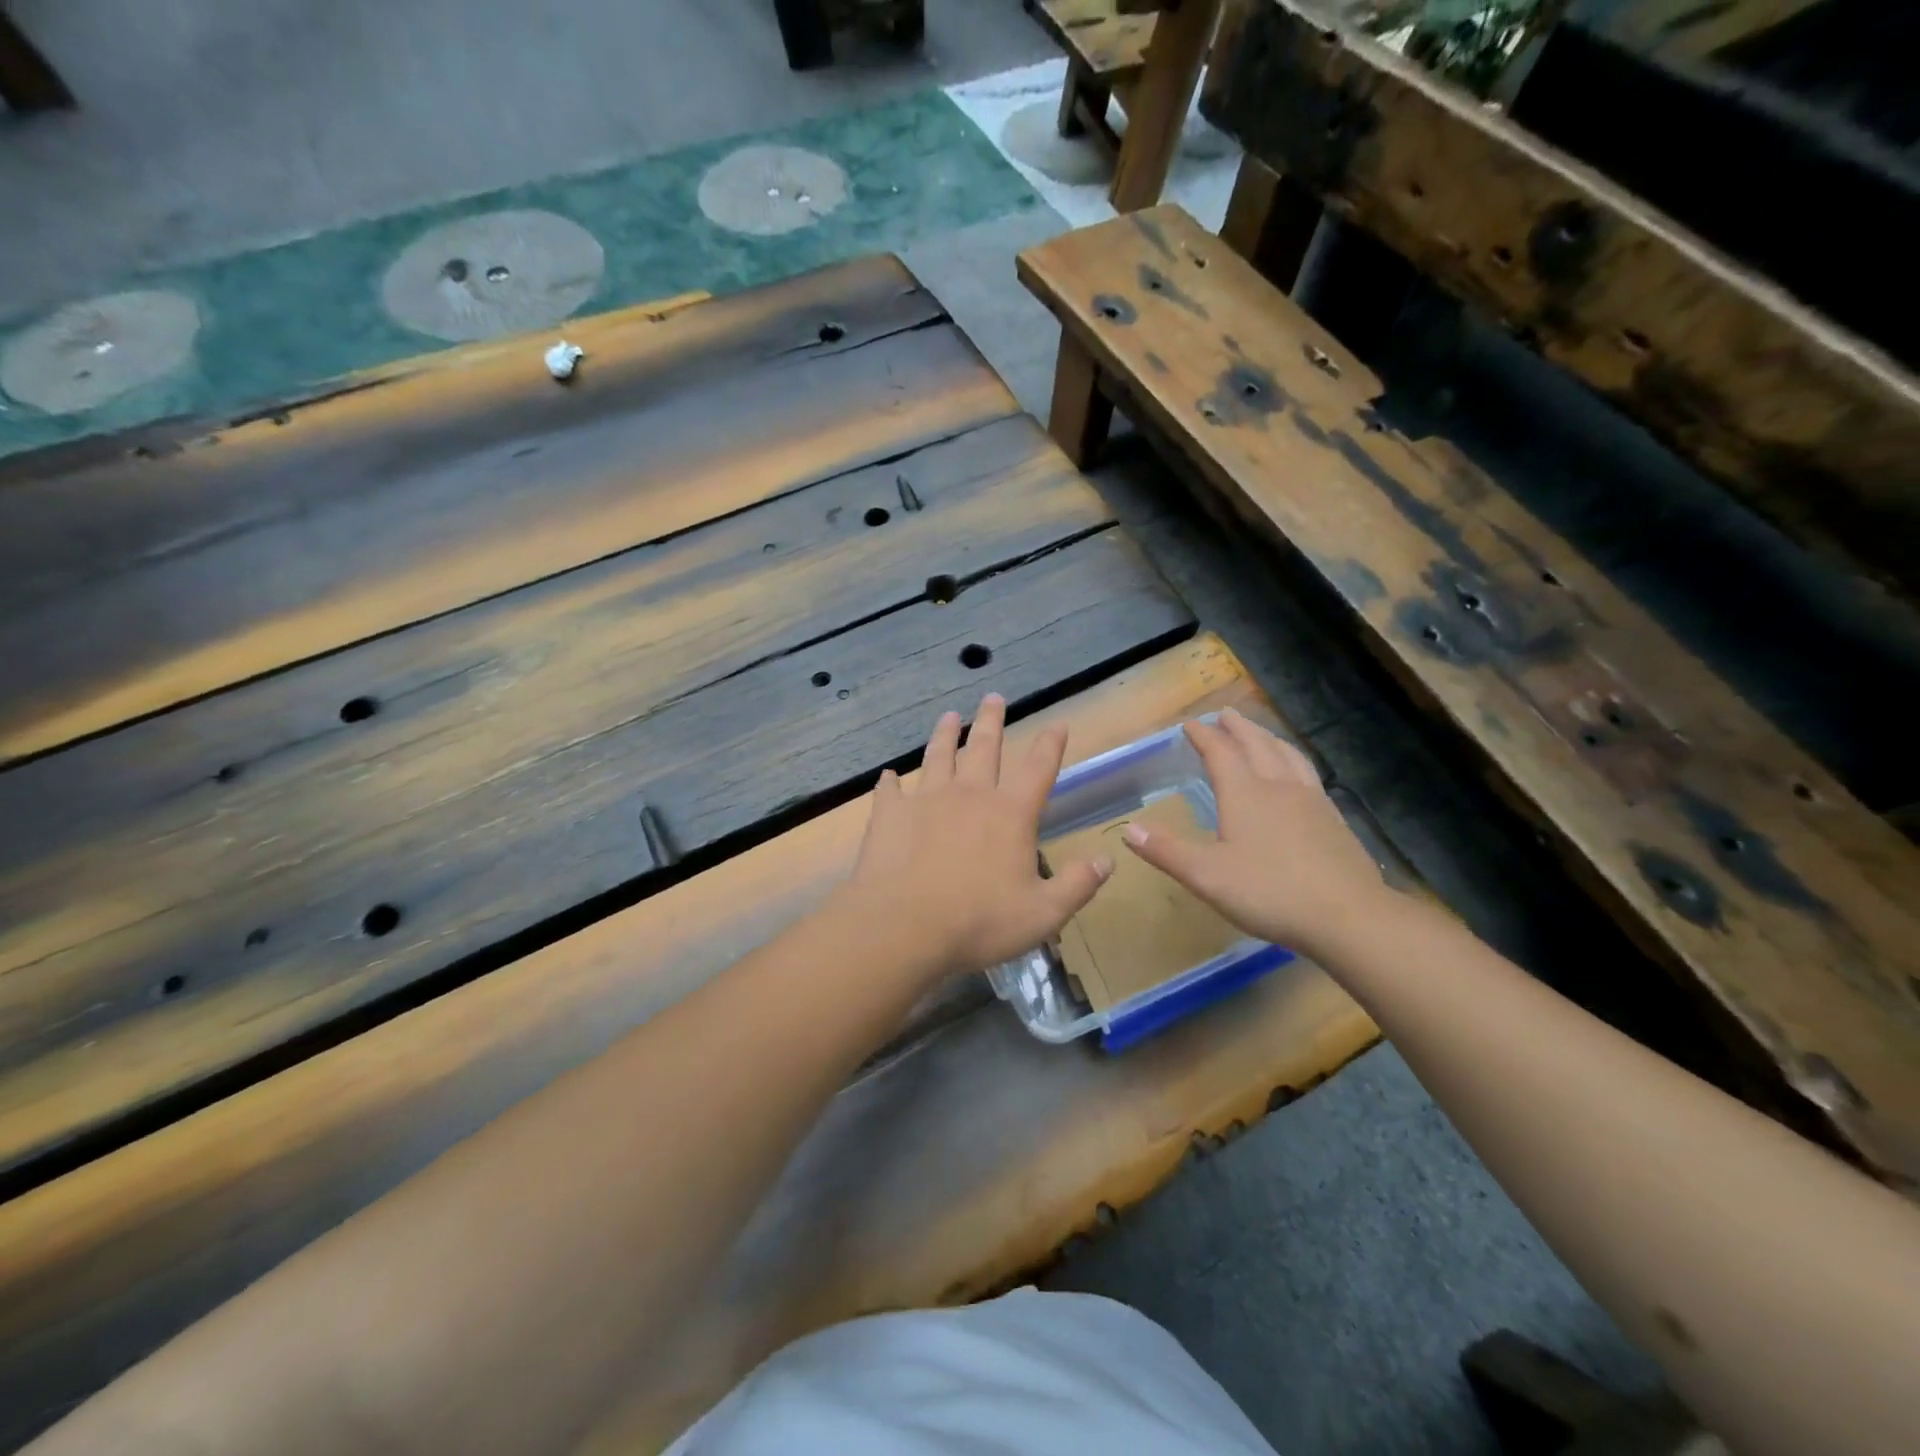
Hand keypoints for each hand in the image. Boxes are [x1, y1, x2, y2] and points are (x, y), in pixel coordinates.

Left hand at [835, 694, 1111, 979]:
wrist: (904, 926)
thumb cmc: (979, 922)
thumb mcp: (1044, 914)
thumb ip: (1078, 885)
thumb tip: (1107, 860)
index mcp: (1010, 814)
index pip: (1038, 769)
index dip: (1050, 745)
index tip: (1057, 723)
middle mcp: (970, 795)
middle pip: (985, 748)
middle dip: (992, 721)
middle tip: (993, 697)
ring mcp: (927, 800)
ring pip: (939, 756)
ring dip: (945, 734)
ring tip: (948, 716)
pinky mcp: (890, 814)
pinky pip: (890, 790)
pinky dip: (891, 782)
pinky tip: (888, 776)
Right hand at [1123, 708, 1390, 958]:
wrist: (1348, 916)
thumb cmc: (1269, 892)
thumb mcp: (1206, 875)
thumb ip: (1166, 851)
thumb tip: (1128, 829)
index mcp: (1245, 794)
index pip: (1221, 753)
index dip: (1204, 736)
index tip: (1190, 723)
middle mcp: (1278, 787)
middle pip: (1257, 745)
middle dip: (1238, 727)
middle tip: (1225, 714)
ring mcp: (1311, 801)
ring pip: (1287, 756)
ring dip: (1269, 738)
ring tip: (1260, 734)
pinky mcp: (1333, 820)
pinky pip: (1308, 774)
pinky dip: (1294, 761)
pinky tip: (1297, 777)